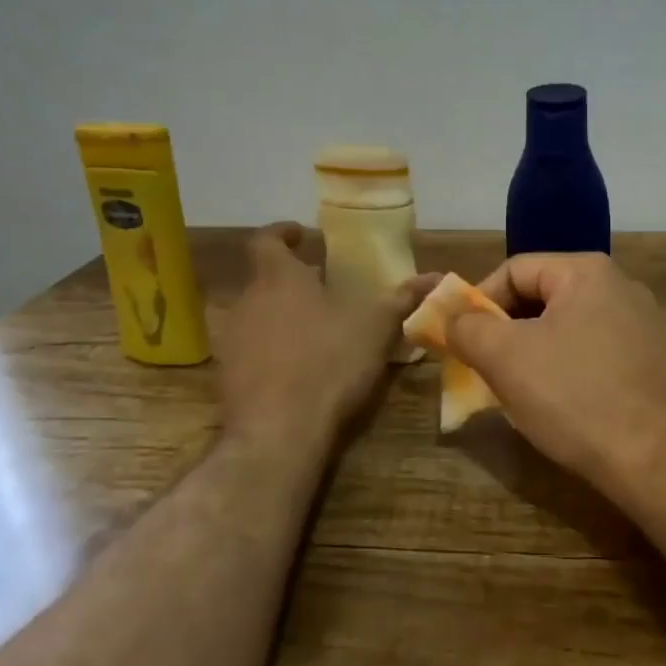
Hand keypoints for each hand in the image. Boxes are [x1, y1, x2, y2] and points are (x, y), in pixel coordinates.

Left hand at [216, 224, 431, 447]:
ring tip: (314, 330)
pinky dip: (270, 351)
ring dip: (280, 316)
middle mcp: (247, 301)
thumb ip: (403, 299)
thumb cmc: (328, 363)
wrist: (278, 432)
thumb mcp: (375, 328)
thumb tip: (438, 276)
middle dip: (292, 281)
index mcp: (278, 278)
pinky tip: (296, 370)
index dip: (282, 233)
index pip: (266, 239)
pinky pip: (250, 351)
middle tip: (324, 289)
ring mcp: (232, 340)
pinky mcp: (227, 376)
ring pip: (256, 315)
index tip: (302, 234)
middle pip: (264, 279)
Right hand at [445, 252, 665, 487]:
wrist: (656, 460)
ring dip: (530, 354)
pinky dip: (563, 370)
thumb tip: (451, 317)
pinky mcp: (649, 362)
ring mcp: (640, 326)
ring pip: (564, 328)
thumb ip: (467, 327)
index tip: (460, 341)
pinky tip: (555, 404)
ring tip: (513, 390)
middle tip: (482, 367)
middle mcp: (619, 287)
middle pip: (540, 297)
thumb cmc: (574, 396)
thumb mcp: (505, 357)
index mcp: (586, 272)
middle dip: (504, 331)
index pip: (514, 270)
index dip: (478, 302)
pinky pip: (590, 353)